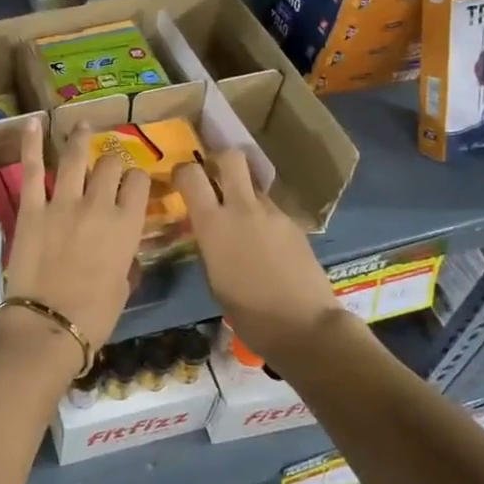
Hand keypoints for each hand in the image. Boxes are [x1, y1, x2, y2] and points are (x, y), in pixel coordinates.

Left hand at [2, 121, 147, 352]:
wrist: (49, 324)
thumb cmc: (94, 315)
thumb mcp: (123, 286)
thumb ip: (125, 259)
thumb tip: (122, 251)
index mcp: (127, 225)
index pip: (138, 183)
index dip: (136, 179)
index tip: (132, 182)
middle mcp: (99, 204)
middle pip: (110, 165)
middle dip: (112, 161)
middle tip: (107, 164)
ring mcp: (63, 202)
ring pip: (76, 157)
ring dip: (80, 138)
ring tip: (83, 125)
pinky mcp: (32, 208)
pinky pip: (33, 169)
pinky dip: (32, 143)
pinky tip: (34, 122)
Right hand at [173, 150, 343, 365]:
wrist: (303, 325)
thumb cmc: (247, 312)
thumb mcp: (213, 277)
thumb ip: (209, 243)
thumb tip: (209, 230)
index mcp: (213, 223)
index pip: (191, 174)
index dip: (183, 171)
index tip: (181, 181)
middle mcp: (243, 208)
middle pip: (231, 158)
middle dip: (219, 160)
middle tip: (214, 177)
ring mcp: (273, 213)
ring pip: (254, 187)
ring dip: (244, 195)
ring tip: (243, 224)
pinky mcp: (295, 224)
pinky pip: (271, 211)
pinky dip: (263, 219)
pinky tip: (266, 246)